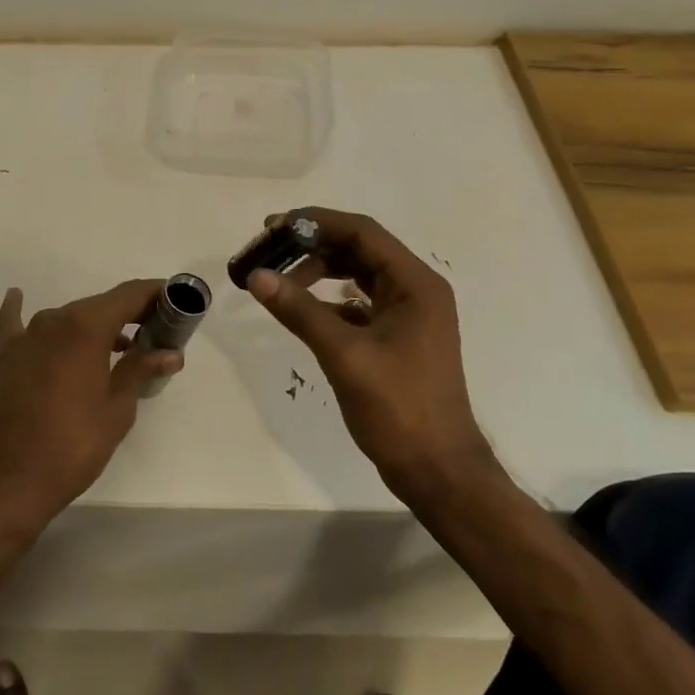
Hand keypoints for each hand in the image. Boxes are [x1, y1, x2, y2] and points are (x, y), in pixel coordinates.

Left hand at [0, 279, 180, 541]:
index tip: (174, 301)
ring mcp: (24, 337)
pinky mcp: (1, 357)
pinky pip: (15, 323)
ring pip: (66, 318)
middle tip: (153, 334)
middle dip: (128, 315)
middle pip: (98, 305)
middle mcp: (53, 320)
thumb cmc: (72, 447)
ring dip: (91, 326)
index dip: (154, 294)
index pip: (128, 295)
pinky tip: (18, 296)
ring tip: (114, 346)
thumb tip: (171, 353)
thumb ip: (141, 370)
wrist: (6, 483)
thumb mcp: (117, 410)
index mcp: (86, 327)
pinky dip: (21, 310)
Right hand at [246, 208, 495, 500]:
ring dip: (318, 273)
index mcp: (415, 284)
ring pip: (358, 276)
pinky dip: (329, 302)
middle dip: (312, 248)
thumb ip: (300, 311)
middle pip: (359, 250)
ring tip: (279, 282)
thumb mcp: (344, 355)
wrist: (438, 471)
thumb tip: (257, 276)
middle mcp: (416, 290)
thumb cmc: (398, 408)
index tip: (273, 226)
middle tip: (268, 254)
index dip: (315, 222)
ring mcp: (409, 315)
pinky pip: (359, 304)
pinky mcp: (398, 338)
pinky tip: (303, 313)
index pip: (362, 232)